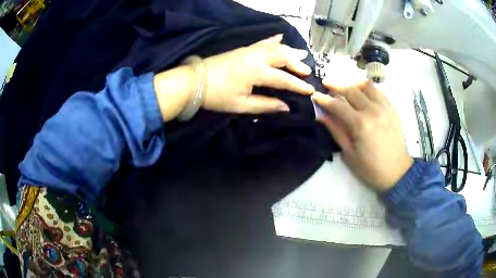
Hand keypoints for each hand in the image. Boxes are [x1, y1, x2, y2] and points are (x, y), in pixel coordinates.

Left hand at [202, 34, 314, 112]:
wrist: (195, 80)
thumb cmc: (217, 96)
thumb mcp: (241, 105)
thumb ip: (265, 105)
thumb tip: (286, 106)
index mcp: (256, 72)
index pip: (283, 79)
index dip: (298, 85)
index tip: (311, 90)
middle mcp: (256, 57)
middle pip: (283, 56)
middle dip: (297, 63)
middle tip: (308, 70)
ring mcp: (250, 50)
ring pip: (275, 47)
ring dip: (290, 50)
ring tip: (302, 54)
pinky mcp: (244, 48)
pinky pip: (263, 42)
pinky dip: (274, 40)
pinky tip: (281, 37)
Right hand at [312, 81, 412, 191]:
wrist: (397, 172)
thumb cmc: (371, 168)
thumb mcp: (349, 154)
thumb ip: (336, 131)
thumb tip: (321, 116)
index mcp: (360, 124)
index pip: (338, 105)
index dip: (324, 99)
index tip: (315, 94)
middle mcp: (373, 110)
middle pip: (351, 90)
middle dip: (336, 86)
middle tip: (327, 85)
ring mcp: (385, 108)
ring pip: (367, 86)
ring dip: (354, 84)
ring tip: (347, 88)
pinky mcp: (393, 109)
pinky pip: (379, 91)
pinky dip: (369, 89)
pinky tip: (364, 94)